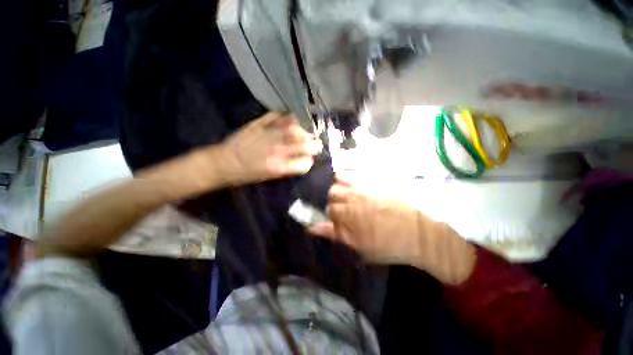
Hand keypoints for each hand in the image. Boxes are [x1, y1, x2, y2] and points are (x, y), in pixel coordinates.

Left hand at [212, 112, 321, 185]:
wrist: (224, 163)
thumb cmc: (247, 174)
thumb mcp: (270, 177)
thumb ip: (288, 169)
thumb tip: (304, 162)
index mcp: (278, 167)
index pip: (304, 163)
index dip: (311, 161)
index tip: (313, 159)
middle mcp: (276, 150)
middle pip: (302, 145)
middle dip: (314, 144)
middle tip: (318, 143)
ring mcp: (268, 135)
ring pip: (293, 129)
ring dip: (305, 130)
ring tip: (310, 130)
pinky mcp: (258, 124)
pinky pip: (277, 116)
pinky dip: (287, 115)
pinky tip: (294, 117)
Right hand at [309, 181, 424, 264]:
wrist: (419, 233)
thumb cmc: (388, 244)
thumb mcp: (360, 246)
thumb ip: (335, 234)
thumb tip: (313, 228)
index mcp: (349, 214)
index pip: (329, 209)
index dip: (332, 216)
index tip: (339, 222)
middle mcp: (353, 196)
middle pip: (332, 192)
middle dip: (334, 201)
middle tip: (344, 209)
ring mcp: (364, 186)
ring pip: (340, 180)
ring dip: (340, 187)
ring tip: (348, 194)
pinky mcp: (375, 179)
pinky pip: (355, 171)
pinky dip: (348, 173)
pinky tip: (350, 178)